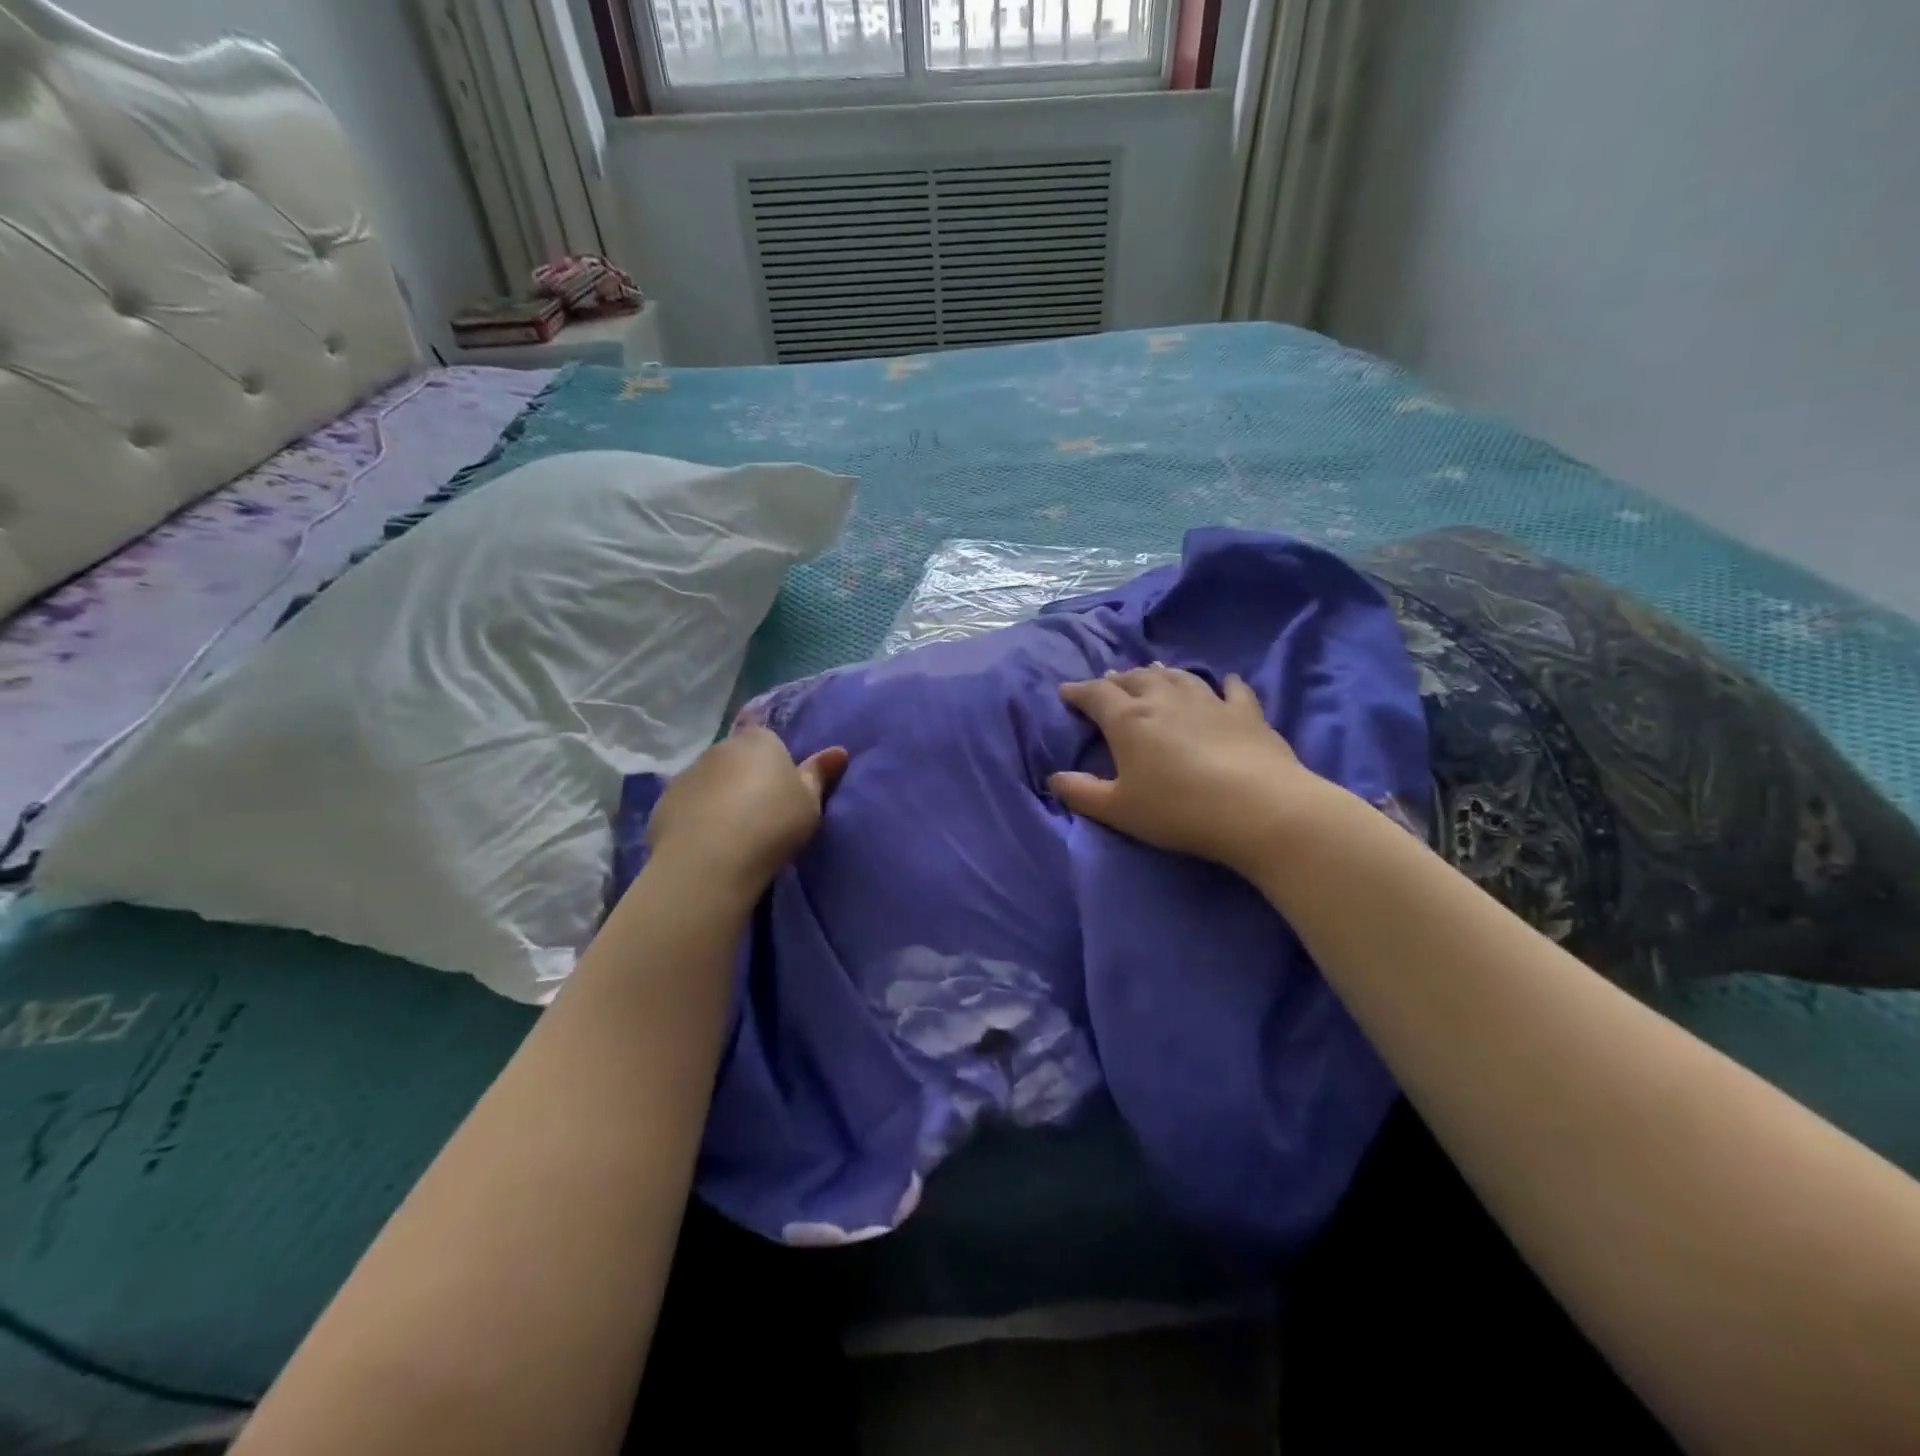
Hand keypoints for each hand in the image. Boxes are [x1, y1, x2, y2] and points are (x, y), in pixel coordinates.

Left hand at [646, 727, 847, 896]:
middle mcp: (720, 748)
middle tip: (761, 810)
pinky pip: (688, 804)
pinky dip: (697, 816)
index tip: (781, 784)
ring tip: (734, 831)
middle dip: (745, 776)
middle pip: (736, 757)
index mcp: (759, 740)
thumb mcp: (810, 802)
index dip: (774, 758)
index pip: (767, 736)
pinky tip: (708, 842)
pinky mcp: (664, 802)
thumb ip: (820, 774)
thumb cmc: (773, 823)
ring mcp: (688, 773)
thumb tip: (839, 751)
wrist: (711, 859)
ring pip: (710, 779)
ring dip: (720, 795)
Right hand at [1049, 666, 1344, 873]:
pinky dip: (1223, 684)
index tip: (1066, 692)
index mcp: (1129, 719)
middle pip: (1135, 679)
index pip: (1096, 695)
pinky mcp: (1246, 713)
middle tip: (1108, 683)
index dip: (1078, 691)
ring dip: (1160, 674)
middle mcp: (1164, 699)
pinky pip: (1233, 689)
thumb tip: (1054, 778)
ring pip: (1178, 677)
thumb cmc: (1177, 810)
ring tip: (1152, 673)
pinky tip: (1224, 682)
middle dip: (1117, 680)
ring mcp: (1208, 702)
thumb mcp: (1118, 809)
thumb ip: (1081, 792)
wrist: (1257, 808)